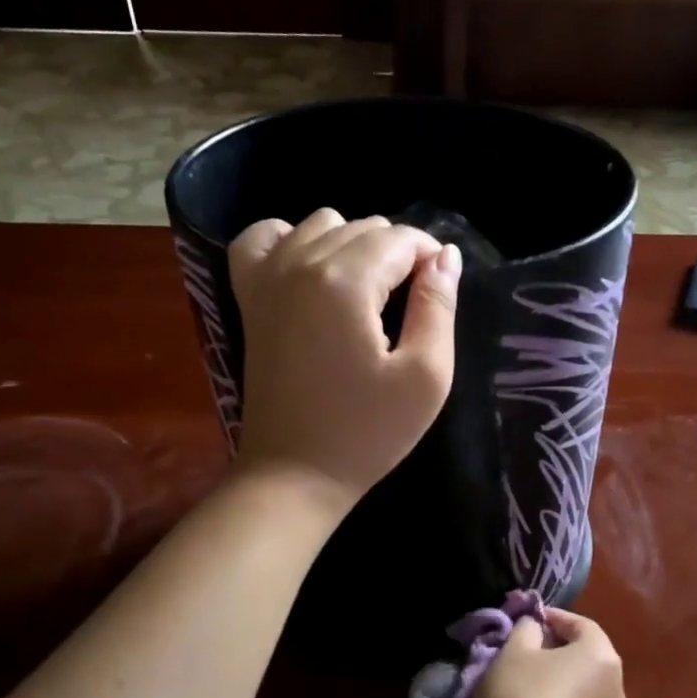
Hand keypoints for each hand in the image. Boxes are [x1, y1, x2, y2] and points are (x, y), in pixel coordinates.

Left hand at [228, 209, 460, 509]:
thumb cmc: (367, 432)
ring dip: (353, 245)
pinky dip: (292, 240)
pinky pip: (265, 237)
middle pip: (364, 227)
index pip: (402, 239)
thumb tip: (447, 256)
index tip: (441, 296)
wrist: (294, 473)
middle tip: (410, 307)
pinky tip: (312, 269)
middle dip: (397, 254)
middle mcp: (300, 262)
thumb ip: (438, 307)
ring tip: (369, 294)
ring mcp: (266, 276)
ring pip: (321, 224)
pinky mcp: (249, 296)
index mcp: (346, 280)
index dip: (432, 259)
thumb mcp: (425, 377)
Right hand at [475, 608, 625, 697]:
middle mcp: (616, 684)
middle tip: (526, 651)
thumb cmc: (520, 695)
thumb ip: (527, 630)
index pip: (581, 624)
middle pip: (587, 655)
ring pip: (584, 685)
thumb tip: (536, 627)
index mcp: (601, 654)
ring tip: (527, 683)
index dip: (553, 618)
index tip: (528, 621)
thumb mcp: (513, 652)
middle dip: (559, 649)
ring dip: (561, 679)